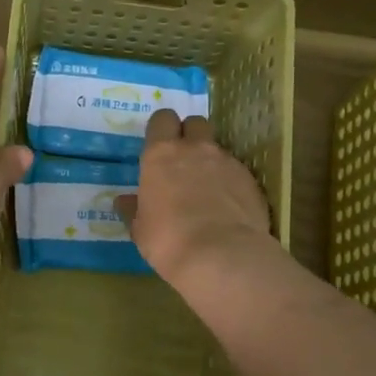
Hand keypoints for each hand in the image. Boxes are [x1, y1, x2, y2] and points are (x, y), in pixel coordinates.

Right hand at [115, 110, 270, 282]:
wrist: (222, 256)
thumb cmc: (168, 240)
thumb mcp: (141, 229)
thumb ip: (134, 209)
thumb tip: (124, 201)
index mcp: (161, 154)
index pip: (162, 119)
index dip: (161, 129)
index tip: (158, 146)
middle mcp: (195, 149)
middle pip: (195, 123)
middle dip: (189, 135)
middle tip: (183, 162)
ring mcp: (227, 162)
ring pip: (217, 148)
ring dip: (210, 161)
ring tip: (206, 190)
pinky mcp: (250, 180)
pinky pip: (237, 171)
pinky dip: (230, 182)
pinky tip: (227, 206)